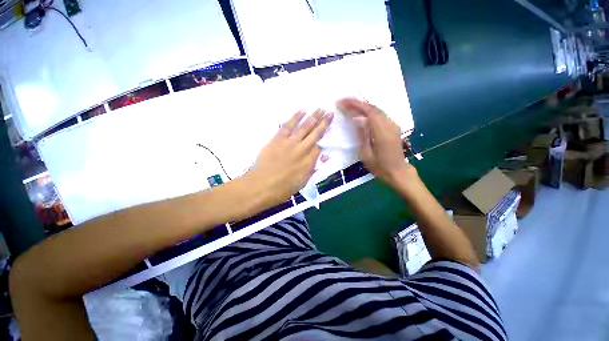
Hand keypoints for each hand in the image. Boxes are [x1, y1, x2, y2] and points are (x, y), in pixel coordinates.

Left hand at [247, 109, 333, 206]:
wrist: (260, 186)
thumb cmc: (281, 190)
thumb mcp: (301, 184)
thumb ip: (311, 170)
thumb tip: (320, 159)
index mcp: (308, 163)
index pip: (318, 149)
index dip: (320, 144)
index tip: (320, 142)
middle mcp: (302, 150)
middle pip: (316, 134)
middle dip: (324, 123)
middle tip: (330, 112)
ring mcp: (290, 143)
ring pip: (305, 127)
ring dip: (313, 117)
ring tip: (320, 109)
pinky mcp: (278, 139)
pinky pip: (288, 126)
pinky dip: (296, 117)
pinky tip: (302, 111)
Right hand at [337, 98, 413, 185]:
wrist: (398, 172)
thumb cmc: (380, 167)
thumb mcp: (366, 154)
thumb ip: (362, 135)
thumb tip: (357, 119)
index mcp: (382, 132)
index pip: (368, 112)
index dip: (354, 105)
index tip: (341, 102)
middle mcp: (390, 125)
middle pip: (373, 108)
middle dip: (357, 102)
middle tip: (343, 101)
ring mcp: (393, 125)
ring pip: (377, 109)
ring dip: (362, 105)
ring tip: (349, 104)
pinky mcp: (393, 127)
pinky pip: (380, 115)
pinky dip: (369, 111)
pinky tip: (361, 112)